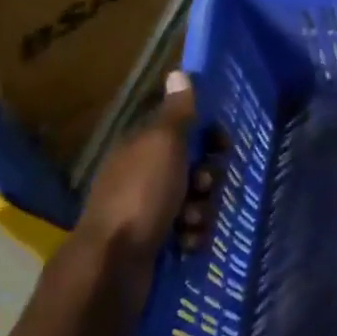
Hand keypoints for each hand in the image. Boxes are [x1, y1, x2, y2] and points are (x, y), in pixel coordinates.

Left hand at [75, 70, 221, 260]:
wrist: (114, 263)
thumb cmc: (142, 195)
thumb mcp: (162, 144)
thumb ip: (177, 113)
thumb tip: (179, 72)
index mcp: (141, 147)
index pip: (183, 130)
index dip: (208, 137)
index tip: (222, 147)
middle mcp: (142, 175)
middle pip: (193, 168)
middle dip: (208, 179)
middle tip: (204, 188)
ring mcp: (146, 210)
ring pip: (195, 201)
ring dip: (203, 211)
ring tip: (192, 222)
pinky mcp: (154, 241)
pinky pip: (188, 231)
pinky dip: (192, 236)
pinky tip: (187, 243)